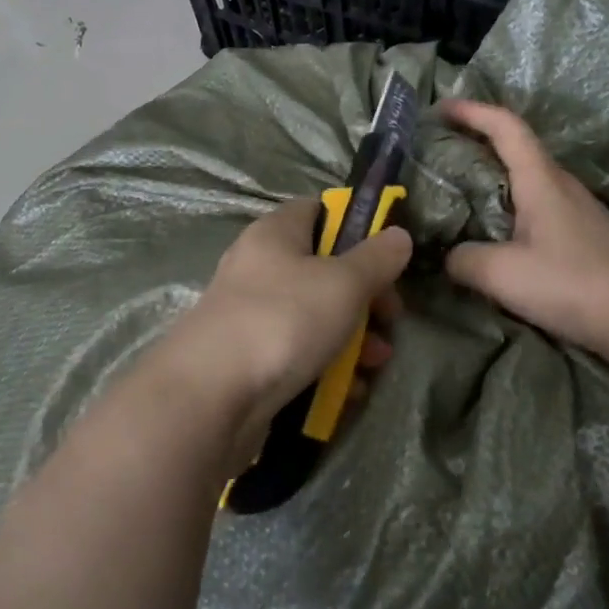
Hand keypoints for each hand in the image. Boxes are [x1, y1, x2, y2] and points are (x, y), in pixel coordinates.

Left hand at [166, 199, 411, 476]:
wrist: (210, 398)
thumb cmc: (283, 320)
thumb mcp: (344, 283)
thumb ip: (377, 259)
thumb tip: (399, 235)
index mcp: (275, 234)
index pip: (318, 210)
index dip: (356, 227)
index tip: (386, 257)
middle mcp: (259, 268)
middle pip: (323, 269)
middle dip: (365, 296)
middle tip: (390, 319)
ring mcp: (251, 316)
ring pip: (314, 316)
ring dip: (353, 337)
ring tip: (377, 364)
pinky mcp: (249, 360)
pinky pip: (297, 353)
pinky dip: (326, 367)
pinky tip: (349, 390)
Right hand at [440, 99, 608, 363]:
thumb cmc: (569, 283)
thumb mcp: (501, 273)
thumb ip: (464, 259)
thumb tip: (449, 256)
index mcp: (541, 180)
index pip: (506, 127)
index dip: (473, 111)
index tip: (442, 108)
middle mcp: (561, 184)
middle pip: (518, 148)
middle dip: (479, 140)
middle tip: (443, 150)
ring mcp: (577, 209)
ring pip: (529, 178)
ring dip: (496, 174)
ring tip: (462, 190)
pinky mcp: (583, 234)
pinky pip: (538, 204)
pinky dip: (510, 203)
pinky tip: (497, 230)